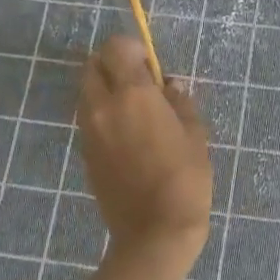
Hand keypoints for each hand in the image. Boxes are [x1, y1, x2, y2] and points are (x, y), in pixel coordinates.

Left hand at [75, 36, 211, 270]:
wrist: (154, 231)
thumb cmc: (185, 178)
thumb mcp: (194, 133)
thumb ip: (179, 102)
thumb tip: (168, 86)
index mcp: (133, 95)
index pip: (116, 49)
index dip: (132, 48)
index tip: (150, 64)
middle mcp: (103, 107)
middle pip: (92, 66)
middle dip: (112, 64)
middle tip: (138, 80)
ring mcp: (90, 132)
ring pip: (87, 92)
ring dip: (105, 89)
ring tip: (134, 109)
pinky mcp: (85, 153)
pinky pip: (89, 118)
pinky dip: (103, 113)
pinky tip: (128, 133)